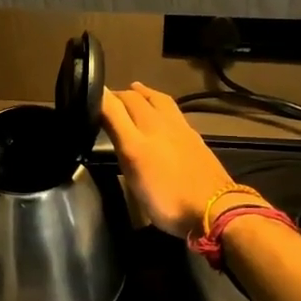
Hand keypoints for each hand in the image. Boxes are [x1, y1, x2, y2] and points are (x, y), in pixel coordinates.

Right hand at [101, 83, 234, 237]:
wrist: (215, 209)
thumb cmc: (167, 198)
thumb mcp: (132, 172)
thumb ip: (117, 137)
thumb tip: (101, 108)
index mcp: (139, 136)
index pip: (114, 105)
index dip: (98, 96)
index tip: (85, 95)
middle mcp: (158, 124)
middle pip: (136, 98)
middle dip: (118, 94)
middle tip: (106, 99)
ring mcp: (179, 128)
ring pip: (157, 99)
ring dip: (142, 93)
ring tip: (134, 90)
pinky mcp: (193, 136)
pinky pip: (172, 109)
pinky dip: (159, 102)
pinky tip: (160, 112)